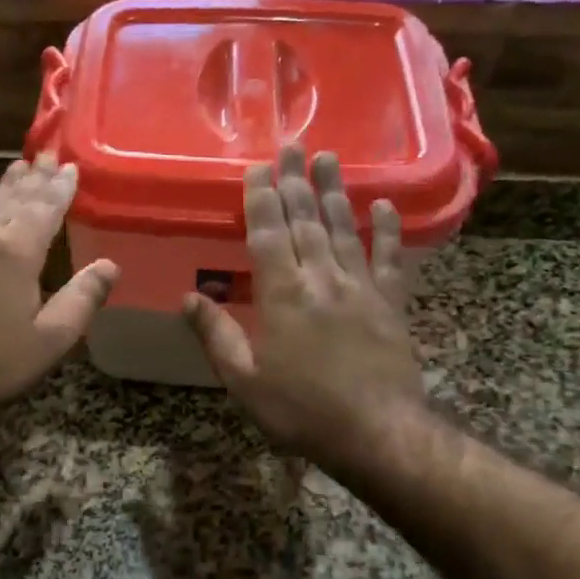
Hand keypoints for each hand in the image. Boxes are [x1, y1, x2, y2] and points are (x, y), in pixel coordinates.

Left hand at [0, 153, 118, 425]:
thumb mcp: (50, 340)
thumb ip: (82, 299)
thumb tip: (110, 265)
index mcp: (14, 253)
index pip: (43, 209)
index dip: (59, 188)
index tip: (70, 166)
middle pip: (12, 199)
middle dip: (32, 177)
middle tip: (45, 153)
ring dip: (4, 186)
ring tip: (17, 167)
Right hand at [183, 146, 426, 475]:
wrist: (377, 433)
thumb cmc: (302, 411)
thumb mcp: (244, 381)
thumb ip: (216, 336)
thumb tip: (188, 299)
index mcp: (283, 295)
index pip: (269, 233)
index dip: (262, 198)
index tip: (258, 167)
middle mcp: (322, 279)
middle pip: (306, 220)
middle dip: (296, 181)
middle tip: (293, 145)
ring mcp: (361, 288)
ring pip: (344, 229)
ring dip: (334, 192)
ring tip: (328, 158)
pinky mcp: (391, 304)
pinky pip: (389, 259)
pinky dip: (385, 230)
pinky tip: (381, 205)